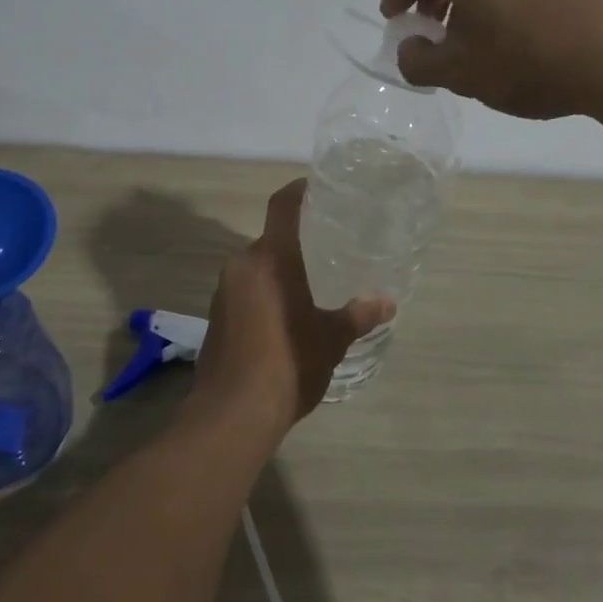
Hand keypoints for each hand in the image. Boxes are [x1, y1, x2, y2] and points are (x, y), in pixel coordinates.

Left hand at [192, 180, 393, 431]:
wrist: (231, 414)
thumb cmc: (288, 363)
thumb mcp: (331, 340)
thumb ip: (358, 316)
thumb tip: (387, 303)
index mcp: (270, 258)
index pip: (282, 206)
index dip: (298, 191)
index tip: (316, 187)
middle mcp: (241, 265)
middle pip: (269, 239)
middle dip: (294, 241)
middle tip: (325, 247)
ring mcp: (223, 291)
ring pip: (255, 267)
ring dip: (278, 270)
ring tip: (309, 283)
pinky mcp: (215, 317)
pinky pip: (243, 290)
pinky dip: (264, 292)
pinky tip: (284, 316)